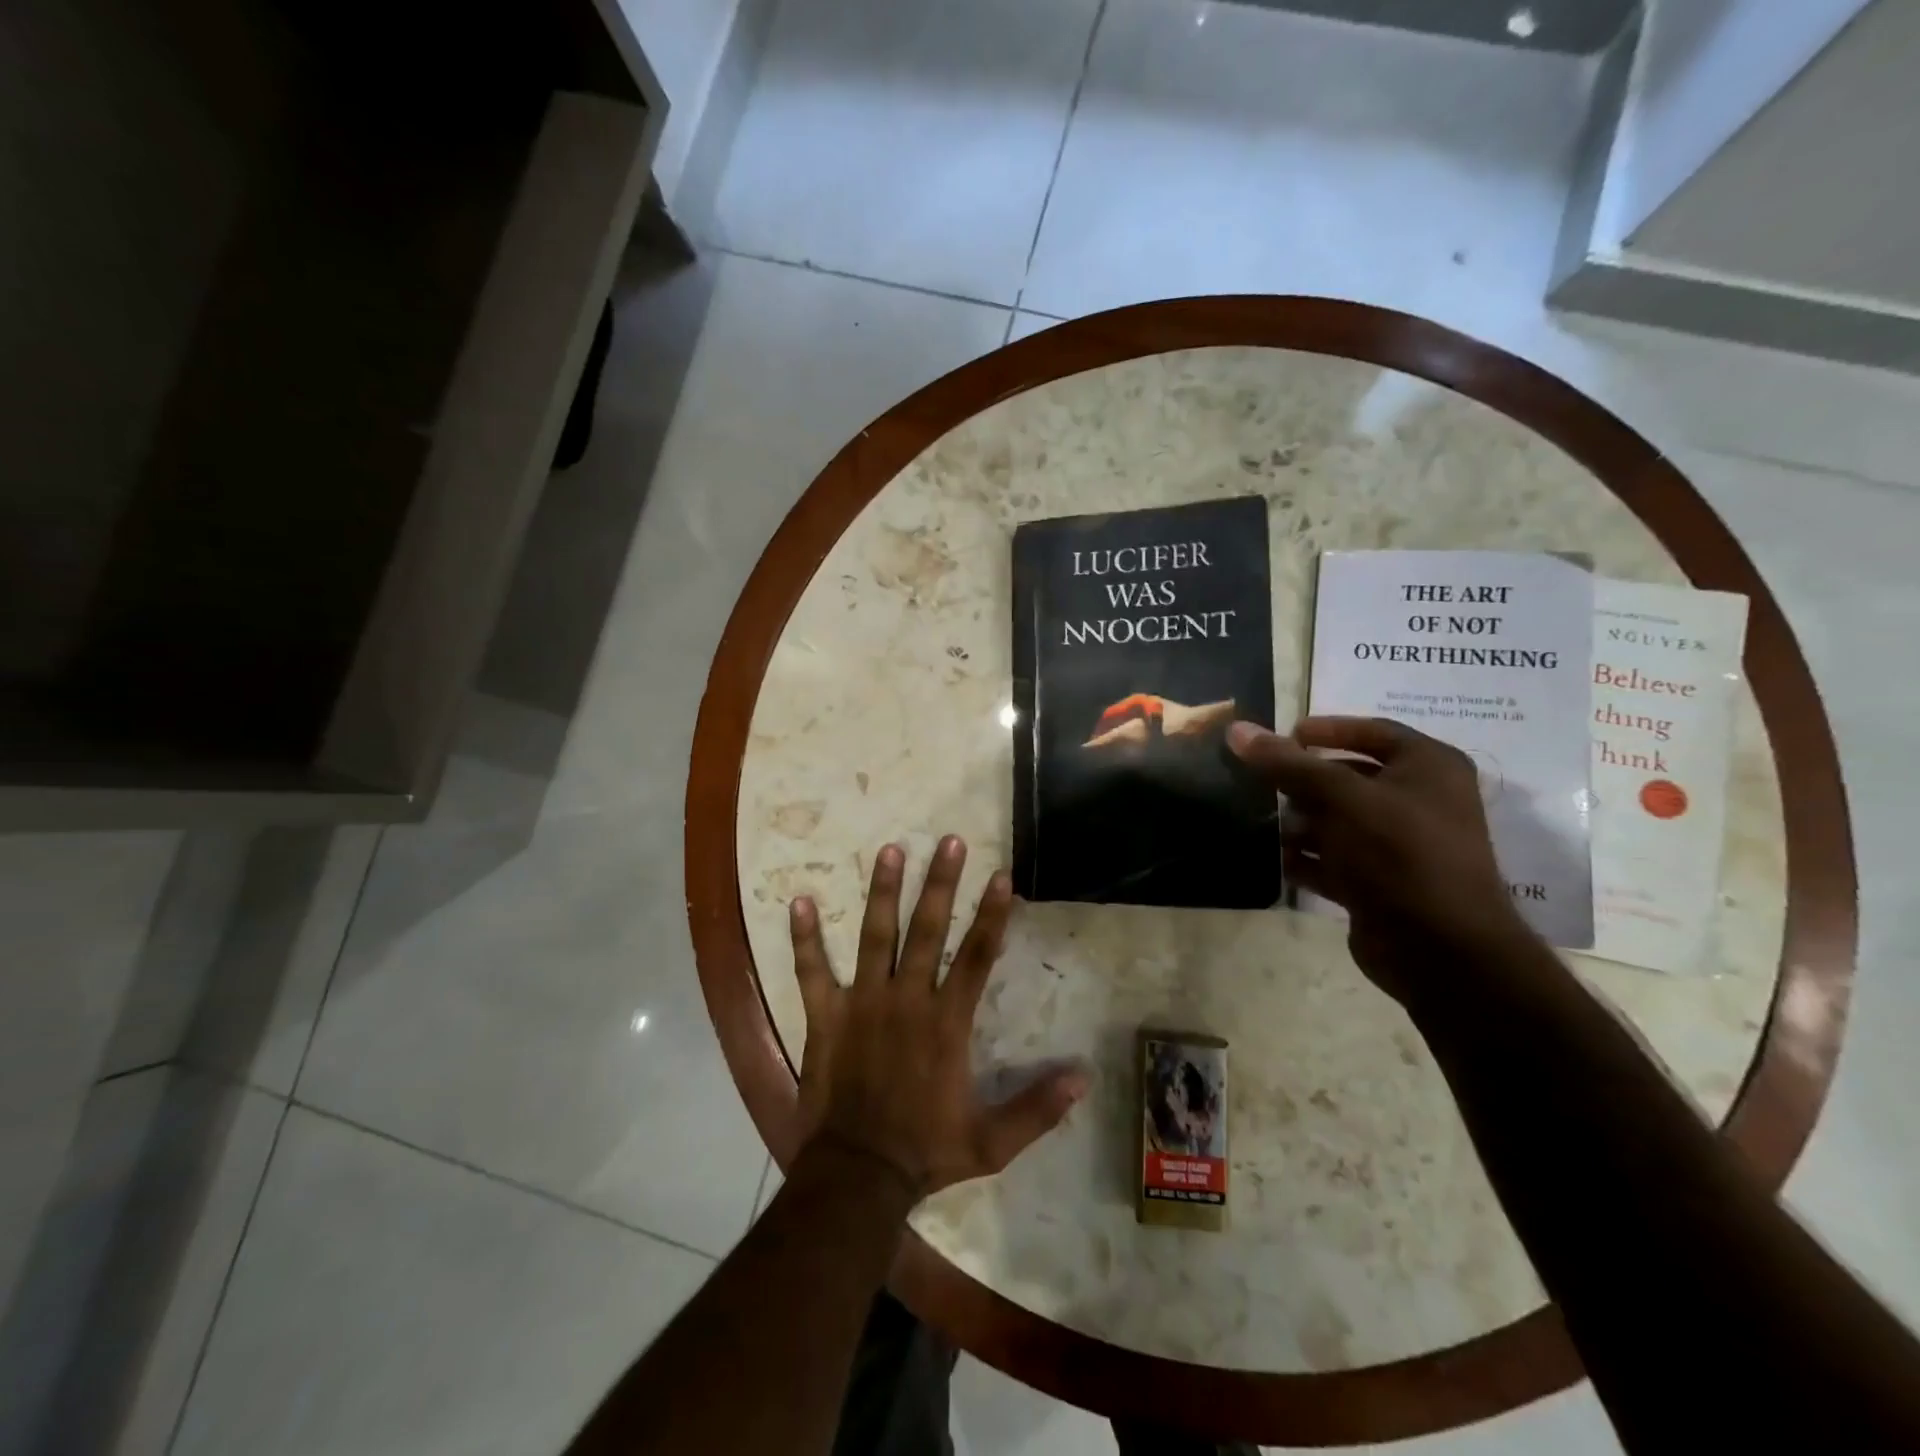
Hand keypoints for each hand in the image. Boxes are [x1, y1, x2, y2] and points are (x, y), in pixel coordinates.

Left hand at [788, 836, 1086, 1198]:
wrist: (856, 1177)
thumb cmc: (925, 1153)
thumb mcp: (990, 1142)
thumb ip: (1036, 1109)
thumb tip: (1083, 1079)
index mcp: (946, 1023)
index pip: (977, 956)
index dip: (991, 914)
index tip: (1000, 875)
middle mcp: (906, 1000)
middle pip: (928, 930)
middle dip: (941, 883)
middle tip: (949, 840)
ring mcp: (862, 1004)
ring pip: (874, 937)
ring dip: (883, 892)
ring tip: (890, 850)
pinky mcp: (825, 1017)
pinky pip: (812, 971)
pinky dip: (804, 938)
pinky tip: (798, 901)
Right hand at [1227, 716, 1537, 1005]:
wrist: (1439, 949)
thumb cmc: (1398, 853)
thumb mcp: (1339, 797)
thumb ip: (1287, 764)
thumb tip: (1237, 730)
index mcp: (1429, 768)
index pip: (1373, 732)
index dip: (1327, 730)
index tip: (1283, 736)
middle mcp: (1419, 801)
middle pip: (1349, 777)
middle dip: (1304, 783)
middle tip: (1262, 783)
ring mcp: (1400, 846)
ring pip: (1338, 821)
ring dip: (1301, 824)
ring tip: (1267, 826)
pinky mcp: (1380, 884)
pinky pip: (1335, 860)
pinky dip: (1307, 860)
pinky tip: (1278, 861)